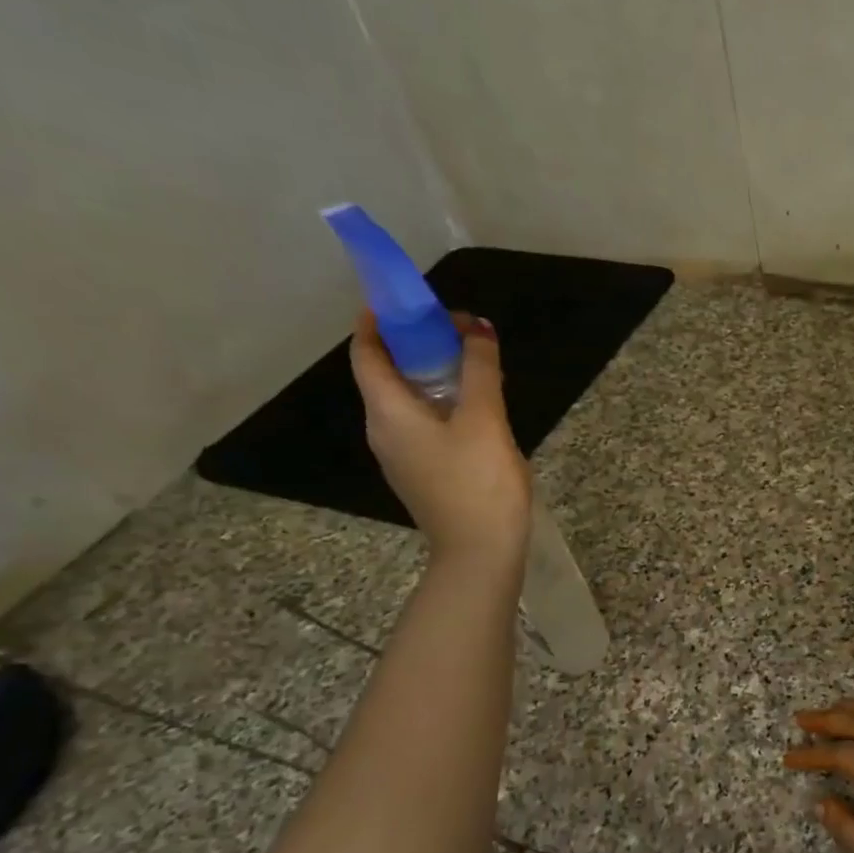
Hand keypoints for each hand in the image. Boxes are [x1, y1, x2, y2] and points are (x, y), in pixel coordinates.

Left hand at [349, 310, 532, 571]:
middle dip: (416, 345)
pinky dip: (442, 403)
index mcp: (388, 412)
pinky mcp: (423, 474)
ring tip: (473, 364)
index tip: (404, 300)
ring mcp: (402, 456)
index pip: (368, 353)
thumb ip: (480, 370)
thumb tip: (477, 327)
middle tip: (456, 330)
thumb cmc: (478, 483)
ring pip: (408, 401)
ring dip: (434, 375)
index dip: (378, 321)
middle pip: (388, 374)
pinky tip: (478, 408)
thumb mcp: (485, 419)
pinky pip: (423, 424)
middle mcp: (384, 431)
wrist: (480, 552)